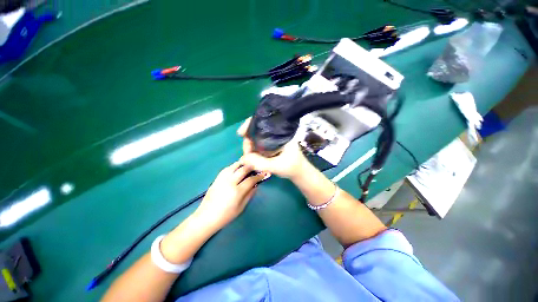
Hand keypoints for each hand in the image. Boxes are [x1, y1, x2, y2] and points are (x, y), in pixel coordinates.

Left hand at [194, 162, 265, 230]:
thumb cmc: (225, 215)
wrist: (206, 217)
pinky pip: (226, 168)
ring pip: (234, 166)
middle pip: (243, 169)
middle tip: (255, 168)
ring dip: (242, 164)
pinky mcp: (216, 179)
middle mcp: (230, 182)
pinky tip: (236, 169)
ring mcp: (222, 179)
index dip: (258, 176)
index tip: (263, 174)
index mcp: (237, 192)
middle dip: (251, 167)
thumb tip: (256, 185)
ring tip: (247, 166)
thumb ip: (249, 195)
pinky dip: (233, 166)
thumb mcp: (241, 207)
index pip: (251, 180)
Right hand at [237, 118, 308, 179]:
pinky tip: (251, 154)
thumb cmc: (292, 167)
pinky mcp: (271, 144)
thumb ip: (261, 163)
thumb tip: (243, 158)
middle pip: (257, 128)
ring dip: (249, 144)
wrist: (299, 172)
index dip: (250, 124)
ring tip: (248, 156)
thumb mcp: (277, 166)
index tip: (241, 133)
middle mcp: (277, 132)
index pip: (263, 121)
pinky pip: (259, 142)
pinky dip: (253, 147)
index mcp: (281, 132)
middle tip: (246, 153)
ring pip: (257, 136)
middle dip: (248, 138)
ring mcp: (273, 138)